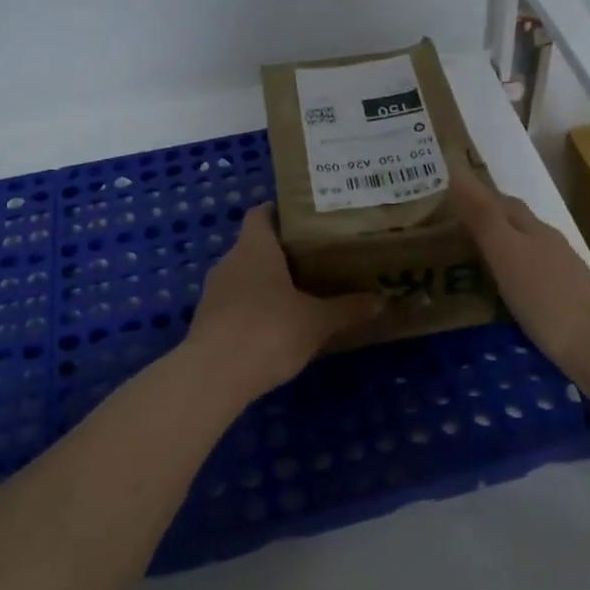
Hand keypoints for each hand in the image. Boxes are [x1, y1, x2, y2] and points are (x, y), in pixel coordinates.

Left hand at [186, 206, 384, 397]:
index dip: (280, 212)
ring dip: (267, 283)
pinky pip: (236, 304)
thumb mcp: (317, 322)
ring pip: (244, 276)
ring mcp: (214, 293)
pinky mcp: (207, 322)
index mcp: (254, 248)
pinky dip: (254, 308)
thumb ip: (348, 309)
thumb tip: (382, 300)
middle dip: (282, 252)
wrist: (213, 377)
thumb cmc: (269, 332)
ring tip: (301, 293)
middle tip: (317, 260)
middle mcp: (229, 262)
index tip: (306, 220)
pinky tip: (277, 326)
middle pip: (254, 246)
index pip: (261, 214)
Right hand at [449, 170, 589, 381]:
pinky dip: (509, 285)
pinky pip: (529, 285)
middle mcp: (549, 247)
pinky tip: (497, 302)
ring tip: (464, 270)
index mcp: (534, 230)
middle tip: (445, 238)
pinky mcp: (564, 307)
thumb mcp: (507, 253)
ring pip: (523, 256)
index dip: (475, 198)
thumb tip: (456, 171)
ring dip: (497, 257)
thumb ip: (482, 216)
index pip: (502, 203)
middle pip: (515, 227)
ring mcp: (561, 278)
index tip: (443, 204)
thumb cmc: (547, 297)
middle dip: (485, 226)